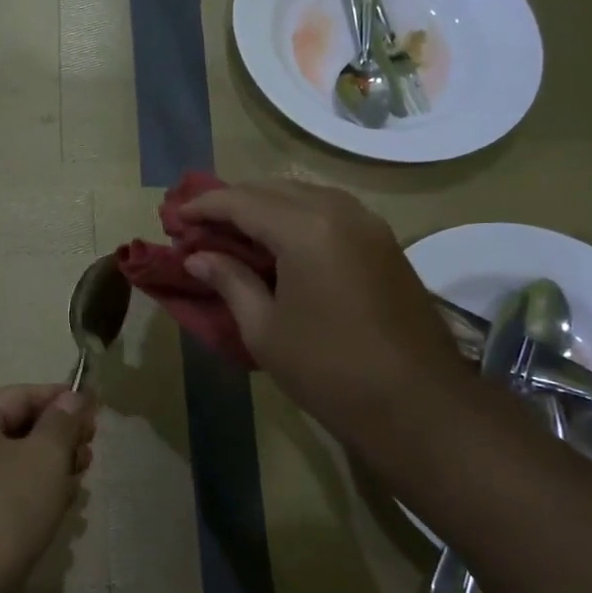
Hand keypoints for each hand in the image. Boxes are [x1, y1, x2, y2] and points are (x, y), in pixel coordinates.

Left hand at [0, 385, 96, 592]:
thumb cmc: (2, 512)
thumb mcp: (44, 458)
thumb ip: (63, 422)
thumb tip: (74, 397)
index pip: (21, 395)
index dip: (62, 400)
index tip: (97, 412)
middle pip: (18, 428)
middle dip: (58, 439)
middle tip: (89, 455)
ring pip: (14, 463)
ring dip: (49, 469)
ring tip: (77, 484)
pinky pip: (4, 491)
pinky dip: (31, 494)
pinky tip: (57, 510)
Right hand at [181, 181, 476, 441]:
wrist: (418, 404)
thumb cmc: (329, 369)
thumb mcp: (265, 329)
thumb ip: (229, 281)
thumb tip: (198, 257)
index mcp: (305, 228)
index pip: (240, 201)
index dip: (202, 207)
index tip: (173, 220)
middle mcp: (338, 210)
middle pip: (271, 188)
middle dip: (230, 202)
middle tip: (198, 226)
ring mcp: (367, 223)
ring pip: (302, 194)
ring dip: (263, 206)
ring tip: (232, 232)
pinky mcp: (382, 241)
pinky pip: (327, 210)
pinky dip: (294, 216)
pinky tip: (276, 242)